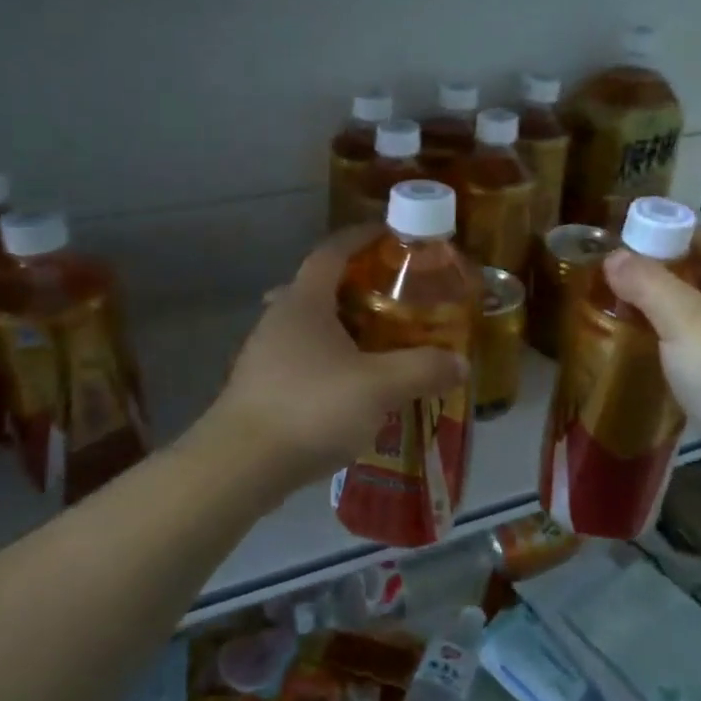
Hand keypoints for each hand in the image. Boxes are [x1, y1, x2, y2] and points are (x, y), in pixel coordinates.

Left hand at [200, 230, 468, 492]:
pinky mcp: (261, 386)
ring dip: (343, 326)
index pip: (332, 251)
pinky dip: (330, 359)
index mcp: (305, 302)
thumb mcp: (379, 387)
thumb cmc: (310, 408)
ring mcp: (264, 353)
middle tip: (393, 298)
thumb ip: (423, 369)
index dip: (361, 237)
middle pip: (319, 286)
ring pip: (310, 325)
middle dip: (356, 285)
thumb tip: (461, 363)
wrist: (239, 466)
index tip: (391, 234)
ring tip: (378, 344)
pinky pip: (302, 357)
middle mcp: (280, 318)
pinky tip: (351, 387)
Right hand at [603, 231, 700, 472]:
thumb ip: (648, 284)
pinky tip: (655, 353)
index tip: (630, 243)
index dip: (673, 237)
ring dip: (675, 312)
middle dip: (669, 276)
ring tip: (631, 312)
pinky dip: (686, 344)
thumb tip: (614, 257)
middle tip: (624, 278)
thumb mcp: (685, 322)